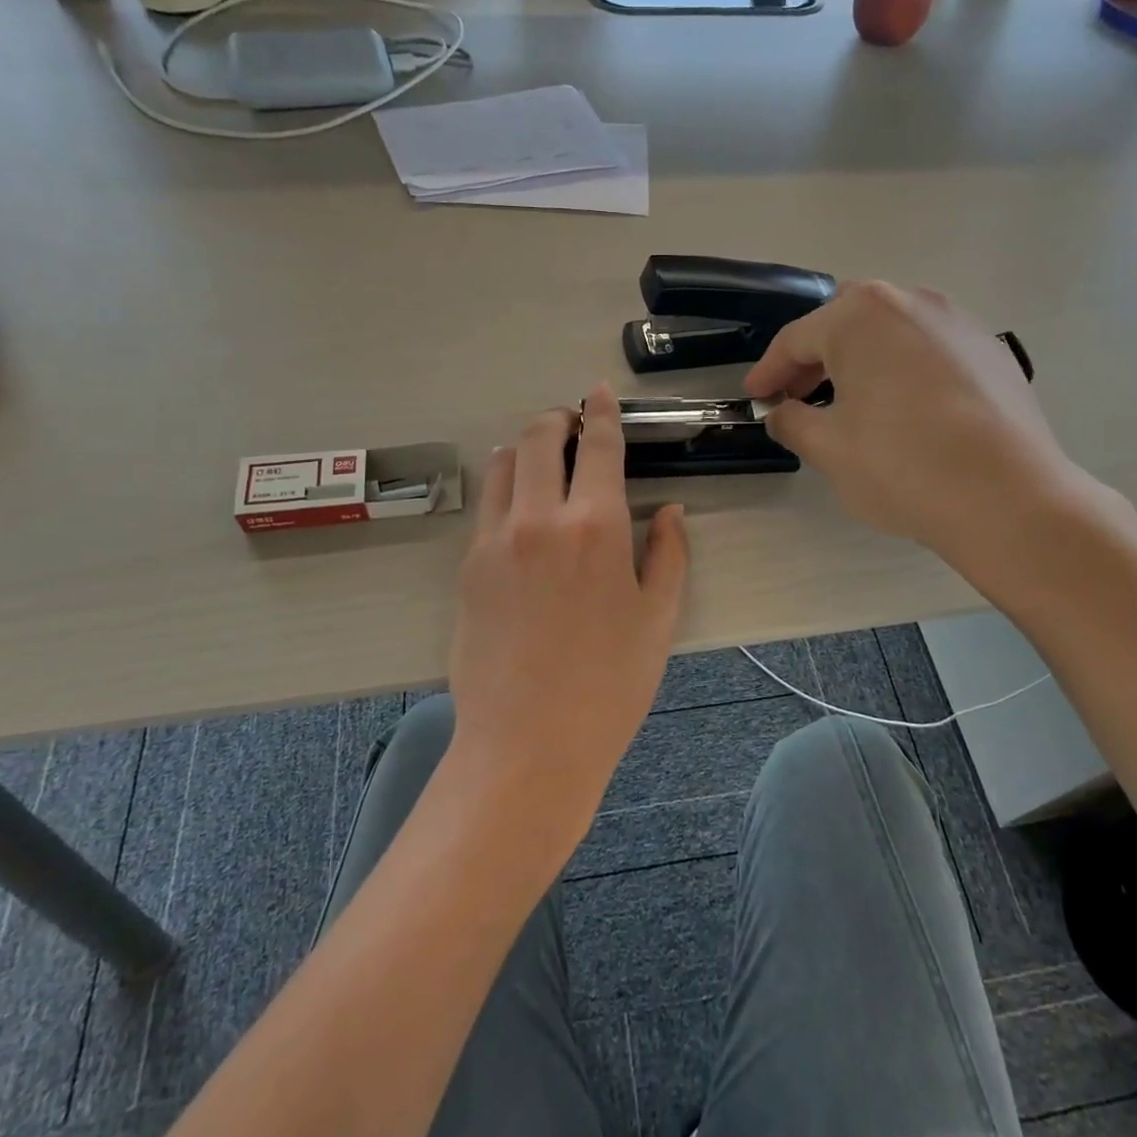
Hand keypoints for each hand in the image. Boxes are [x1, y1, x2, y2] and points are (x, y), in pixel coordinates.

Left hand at [446, 387, 688, 838]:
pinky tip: (517, 507)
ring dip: (523, 449)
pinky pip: (485, 506)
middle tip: (571, 424)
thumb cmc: (610, 685)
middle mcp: (539, 518)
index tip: (599, 392)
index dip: (601, 412)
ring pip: (501, 465)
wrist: (528, 744)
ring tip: (541, 459)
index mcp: (596, 526)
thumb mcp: (658, 619)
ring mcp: (495, 540)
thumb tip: (669, 511)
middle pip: (537, 439)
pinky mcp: (467, 566)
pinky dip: (502, 487)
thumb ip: (668, 555)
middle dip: (556, 419)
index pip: (598, 446)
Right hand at [745, 281, 1102, 599]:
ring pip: (890, 332)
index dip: (768, 372)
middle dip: (815, 358)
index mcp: (860, 316)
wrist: (1008, 498)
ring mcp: (958, 322)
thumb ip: (791, 421)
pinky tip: (903, 411)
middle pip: (845, 323)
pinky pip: (928, 349)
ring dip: (860, 361)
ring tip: (850, 404)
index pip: (796, 339)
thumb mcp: (827, 448)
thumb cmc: (901, 466)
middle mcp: (911, 301)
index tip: (754, 398)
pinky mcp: (991, 350)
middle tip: (797, 397)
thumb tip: (781, 413)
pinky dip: (902, 370)